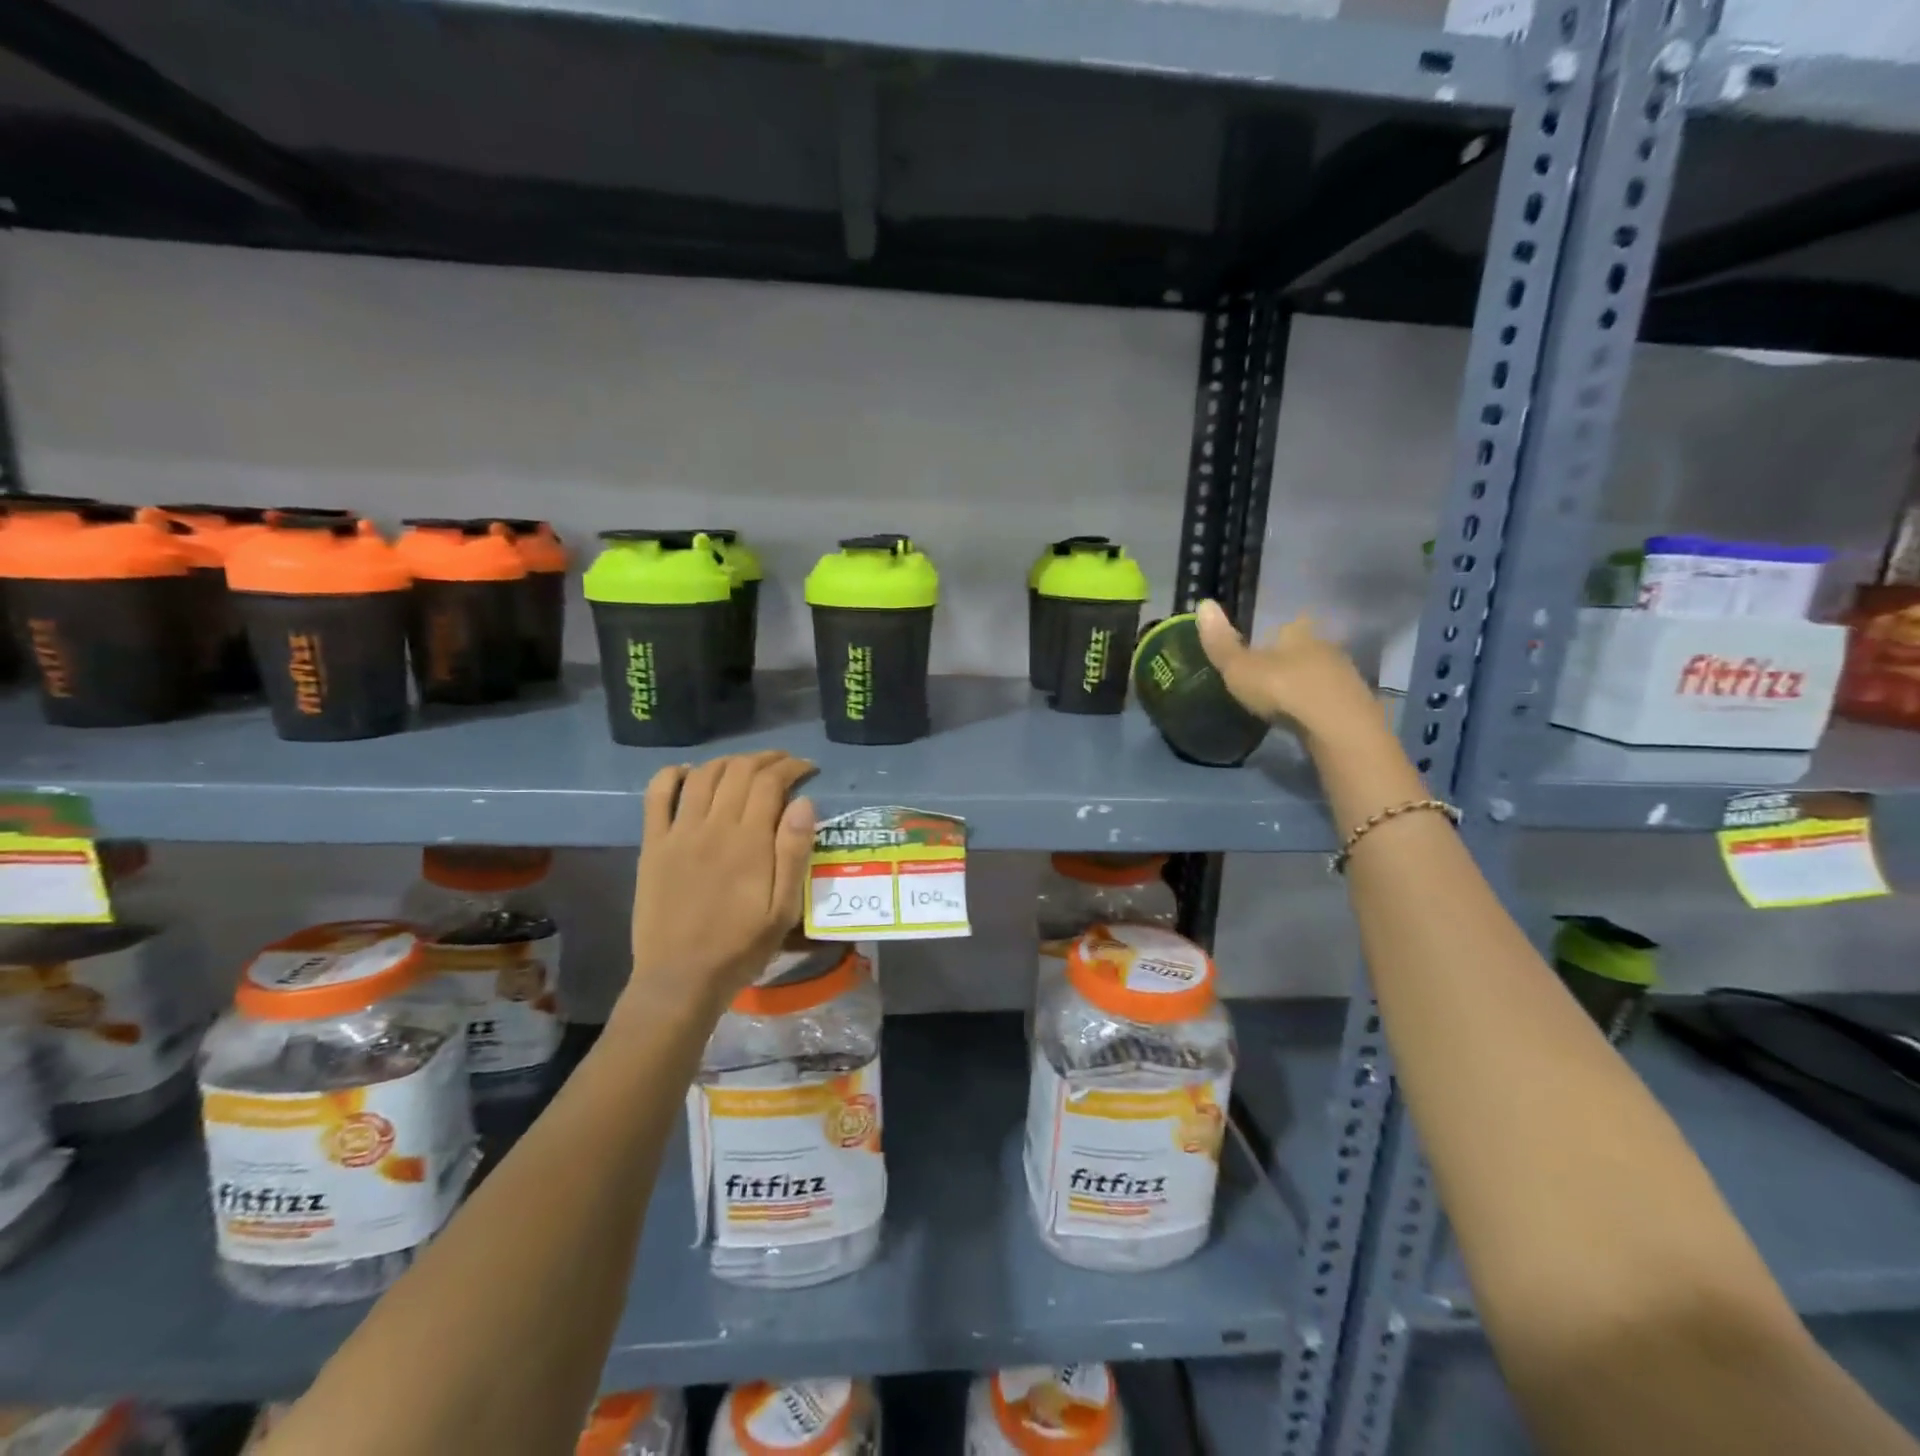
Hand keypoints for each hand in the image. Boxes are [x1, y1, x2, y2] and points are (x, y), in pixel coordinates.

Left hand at [624, 750, 816, 1016]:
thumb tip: (804, 802)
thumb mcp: (783, 909)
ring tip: (746, 767)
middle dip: (767, 759)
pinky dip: (673, 774)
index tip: (808, 769)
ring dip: (729, 761)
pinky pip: (657, 795)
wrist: (681, 978)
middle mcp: (714, 826)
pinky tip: (689, 772)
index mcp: (749, 842)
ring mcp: (679, 833)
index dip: (792, 767)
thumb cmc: (740, 947)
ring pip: (704, 775)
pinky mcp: (653, 844)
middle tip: (784, 765)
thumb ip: (794, 853)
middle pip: (740, 771)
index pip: (771, 782)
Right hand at [1195, 599, 1379, 743]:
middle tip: (1267, 681)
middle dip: (1288, 662)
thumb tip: (1203, 603)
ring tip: (1283, 703)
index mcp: (1298, 633)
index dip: (1271, 638)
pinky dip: (1316, 706)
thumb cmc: (1282, 688)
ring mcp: (1345, 675)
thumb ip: (1221, 642)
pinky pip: (1329, 699)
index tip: (1258, 653)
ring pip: (1319, 674)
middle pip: (1303, 650)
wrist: (1335, 726)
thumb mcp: (1239, 668)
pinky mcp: (1355, 704)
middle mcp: (1325, 646)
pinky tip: (1304, 718)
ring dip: (1304, 685)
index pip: (1286, 627)